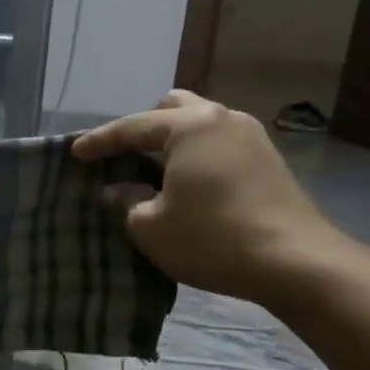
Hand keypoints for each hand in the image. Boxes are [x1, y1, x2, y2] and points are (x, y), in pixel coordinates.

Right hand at [72, 90, 352, 303]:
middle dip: (142, 126)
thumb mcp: (150, 226)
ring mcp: (251, 137)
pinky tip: (184, 182)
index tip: (74, 153)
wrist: (295, 262)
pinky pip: (217, 144)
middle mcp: (223, 119)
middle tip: (120, 155)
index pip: (132, 126)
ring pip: (199, 124)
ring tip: (150, 169)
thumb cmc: (211, 238)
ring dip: (171, 141)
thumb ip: (127, 201)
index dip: (99, 141)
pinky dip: (194, 154)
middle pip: (173, 107)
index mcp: (190, 126)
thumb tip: (119, 189)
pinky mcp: (268, 161)